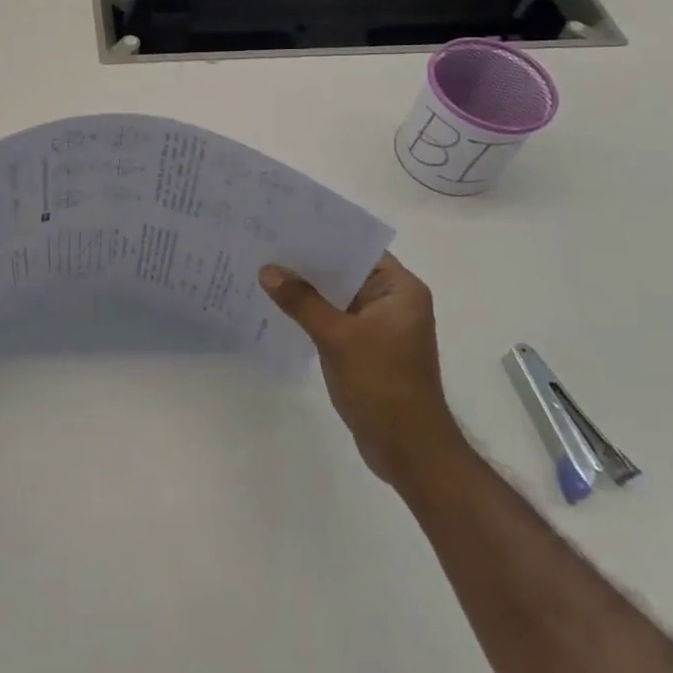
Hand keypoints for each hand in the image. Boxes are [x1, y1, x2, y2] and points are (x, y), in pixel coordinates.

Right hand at [259, 253, 463, 486]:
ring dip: (306, 288)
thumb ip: (302, 301)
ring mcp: (378, 325)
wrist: (408, 450)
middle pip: (345, 270)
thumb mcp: (338, 337)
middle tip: (265, 242)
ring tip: (264, 268)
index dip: (324, 234)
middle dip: (308, 261)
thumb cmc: (382, 385)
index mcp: (400, 289)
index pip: (359, 248)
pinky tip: (278, 305)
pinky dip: (310, 311)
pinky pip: (333, 317)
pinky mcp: (365, 346)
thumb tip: (267, 270)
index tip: (285, 222)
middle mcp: (392, 301)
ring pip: (336, 295)